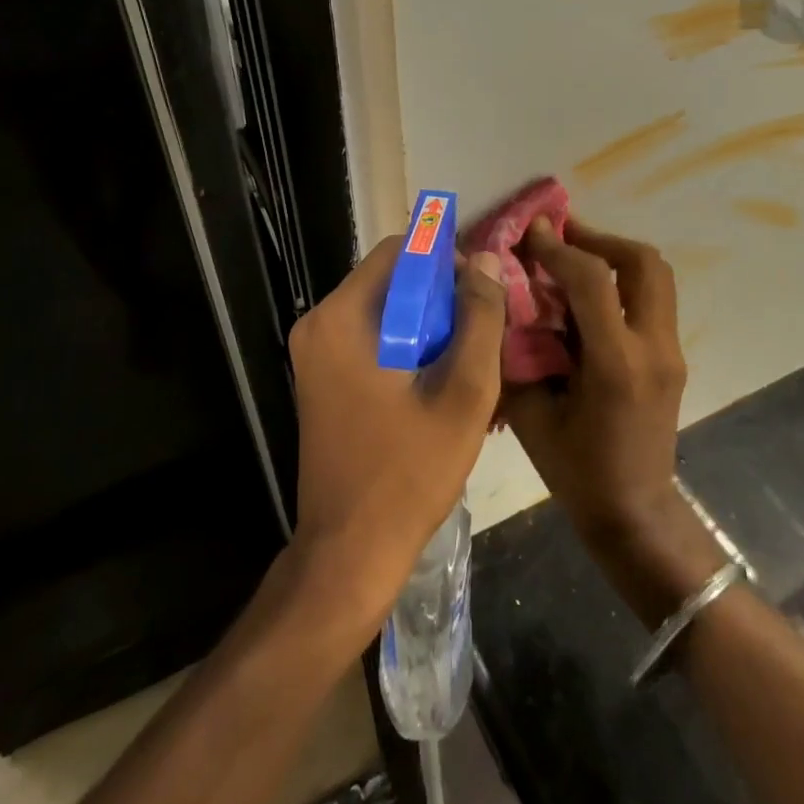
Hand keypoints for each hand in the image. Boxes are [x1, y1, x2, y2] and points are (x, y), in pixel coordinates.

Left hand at [285, 236, 507, 640]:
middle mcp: (318, 325)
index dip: (447, 262)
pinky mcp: (321, 378)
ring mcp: (315, 353)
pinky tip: (436, 383)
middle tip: (480, 336)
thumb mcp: (463, 393)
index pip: (400, 251)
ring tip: (465, 363)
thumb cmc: (408, 473)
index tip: (481, 297)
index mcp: (341, 318)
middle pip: (391, 280)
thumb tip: (488, 260)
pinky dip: (406, 346)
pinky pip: (371, 338)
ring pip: (384, 310)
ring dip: (427, 325)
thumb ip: (480, 319)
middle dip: (440, 298)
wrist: (349, 552)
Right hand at [501, 218, 721, 626]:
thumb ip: (517, 353)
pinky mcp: (674, 358)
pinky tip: (589, 296)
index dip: (559, 248)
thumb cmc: (576, 471)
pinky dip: (623, 282)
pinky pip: (653, 299)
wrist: (635, 513)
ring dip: (616, 256)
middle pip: (644, 262)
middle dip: (600, 239)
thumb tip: (503, 301)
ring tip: (575, 258)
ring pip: (657, 276)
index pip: (593, 280)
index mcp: (617, 364)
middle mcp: (654, 348)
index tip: (531, 233)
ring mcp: (672, 352)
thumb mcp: (531, 414)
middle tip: (563, 237)